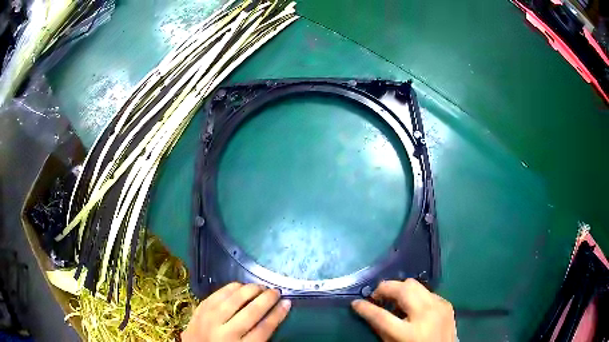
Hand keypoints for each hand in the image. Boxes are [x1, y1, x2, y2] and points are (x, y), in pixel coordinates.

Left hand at [182, 283, 290, 341]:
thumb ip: (258, 338)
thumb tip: (273, 315)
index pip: (264, 329)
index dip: (277, 314)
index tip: (287, 303)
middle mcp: (225, 333)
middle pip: (250, 312)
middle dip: (266, 299)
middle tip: (276, 291)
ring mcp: (209, 320)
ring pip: (233, 300)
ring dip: (249, 290)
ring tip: (260, 286)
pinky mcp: (199, 311)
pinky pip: (216, 295)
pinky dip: (230, 288)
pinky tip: (240, 285)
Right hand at [352, 279, 455, 341]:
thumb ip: (381, 328)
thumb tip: (368, 310)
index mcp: (409, 333)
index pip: (381, 316)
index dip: (365, 308)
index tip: (356, 303)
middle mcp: (426, 315)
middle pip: (403, 289)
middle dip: (386, 288)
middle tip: (378, 296)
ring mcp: (439, 306)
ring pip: (415, 284)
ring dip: (401, 289)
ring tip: (395, 300)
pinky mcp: (446, 303)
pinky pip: (427, 292)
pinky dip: (416, 295)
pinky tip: (413, 306)